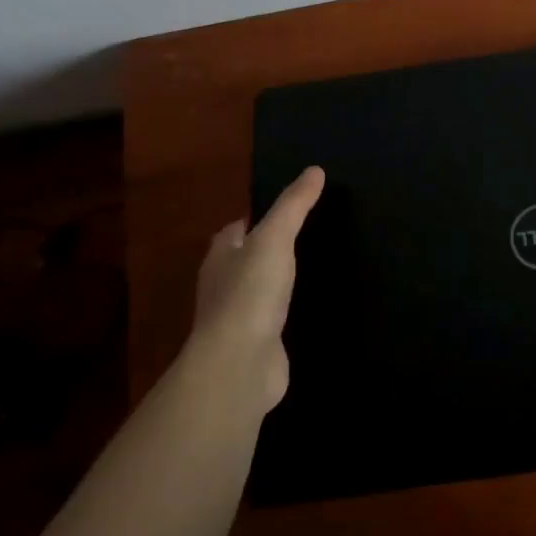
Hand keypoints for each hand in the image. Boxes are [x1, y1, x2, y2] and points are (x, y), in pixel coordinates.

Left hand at [189, 166, 324, 412]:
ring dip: (276, 281)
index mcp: (221, 257)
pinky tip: (307, 307)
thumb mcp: (275, 239)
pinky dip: (286, 311)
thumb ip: (294, 206)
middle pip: (242, 260)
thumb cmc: (250, 293)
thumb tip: (315, 170)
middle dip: (264, 250)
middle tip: (301, 235)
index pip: (233, 231)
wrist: (240, 365)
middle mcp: (223, 286)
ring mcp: (239, 319)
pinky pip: (273, 320)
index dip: (251, 219)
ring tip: (310, 267)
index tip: (281, 209)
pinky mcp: (257, 345)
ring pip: (258, 291)